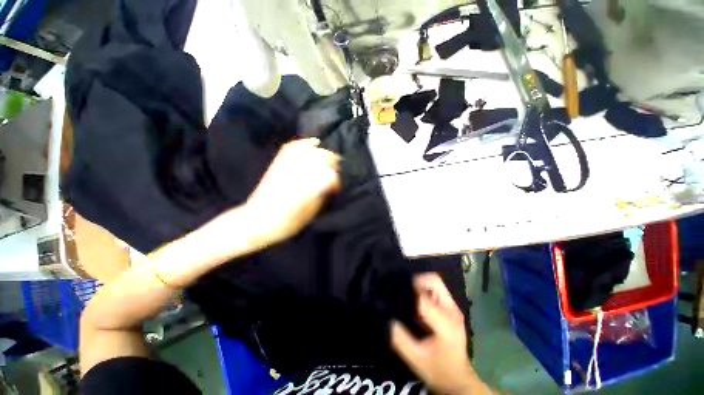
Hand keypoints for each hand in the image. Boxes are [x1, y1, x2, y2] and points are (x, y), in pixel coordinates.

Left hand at [245, 138, 340, 246]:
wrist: (256, 221)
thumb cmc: (286, 222)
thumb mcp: (310, 213)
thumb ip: (322, 194)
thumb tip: (331, 184)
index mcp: (308, 187)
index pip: (330, 175)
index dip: (336, 181)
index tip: (336, 189)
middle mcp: (299, 172)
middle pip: (323, 157)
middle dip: (333, 163)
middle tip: (335, 173)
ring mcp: (287, 165)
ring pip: (312, 150)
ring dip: (323, 153)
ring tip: (328, 160)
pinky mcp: (278, 163)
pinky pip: (292, 146)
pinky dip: (305, 143)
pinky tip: (313, 143)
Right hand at [392, 273, 490, 394]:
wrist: (459, 379)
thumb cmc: (438, 370)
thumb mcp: (415, 358)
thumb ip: (400, 338)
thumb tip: (387, 318)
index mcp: (445, 323)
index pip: (424, 297)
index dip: (407, 290)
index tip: (393, 288)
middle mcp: (452, 310)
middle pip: (434, 280)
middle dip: (416, 280)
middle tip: (400, 287)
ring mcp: (454, 308)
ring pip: (436, 282)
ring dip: (420, 283)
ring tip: (406, 292)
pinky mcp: (452, 308)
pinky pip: (436, 289)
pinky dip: (424, 288)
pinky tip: (414, 298)